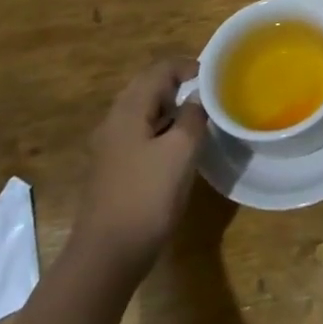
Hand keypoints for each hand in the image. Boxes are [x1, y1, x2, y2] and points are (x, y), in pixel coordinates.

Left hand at [69, 59, 207, 280]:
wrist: (107, 257)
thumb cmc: (147, 197)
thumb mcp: (181, 151)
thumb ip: (193, 116)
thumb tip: (198, 97)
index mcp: (128, 111)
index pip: (159, 70)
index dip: (188, 66)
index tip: (215, 78)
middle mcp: (114, 122)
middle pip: (148, 87)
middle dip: (179, 85)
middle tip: (210, 95)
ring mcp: (110, 147)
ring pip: (144, 111)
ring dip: (172, 108)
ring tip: (200, 118)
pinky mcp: (114, 168)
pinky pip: (141, 133)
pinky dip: (162, 129)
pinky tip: (180, 147)